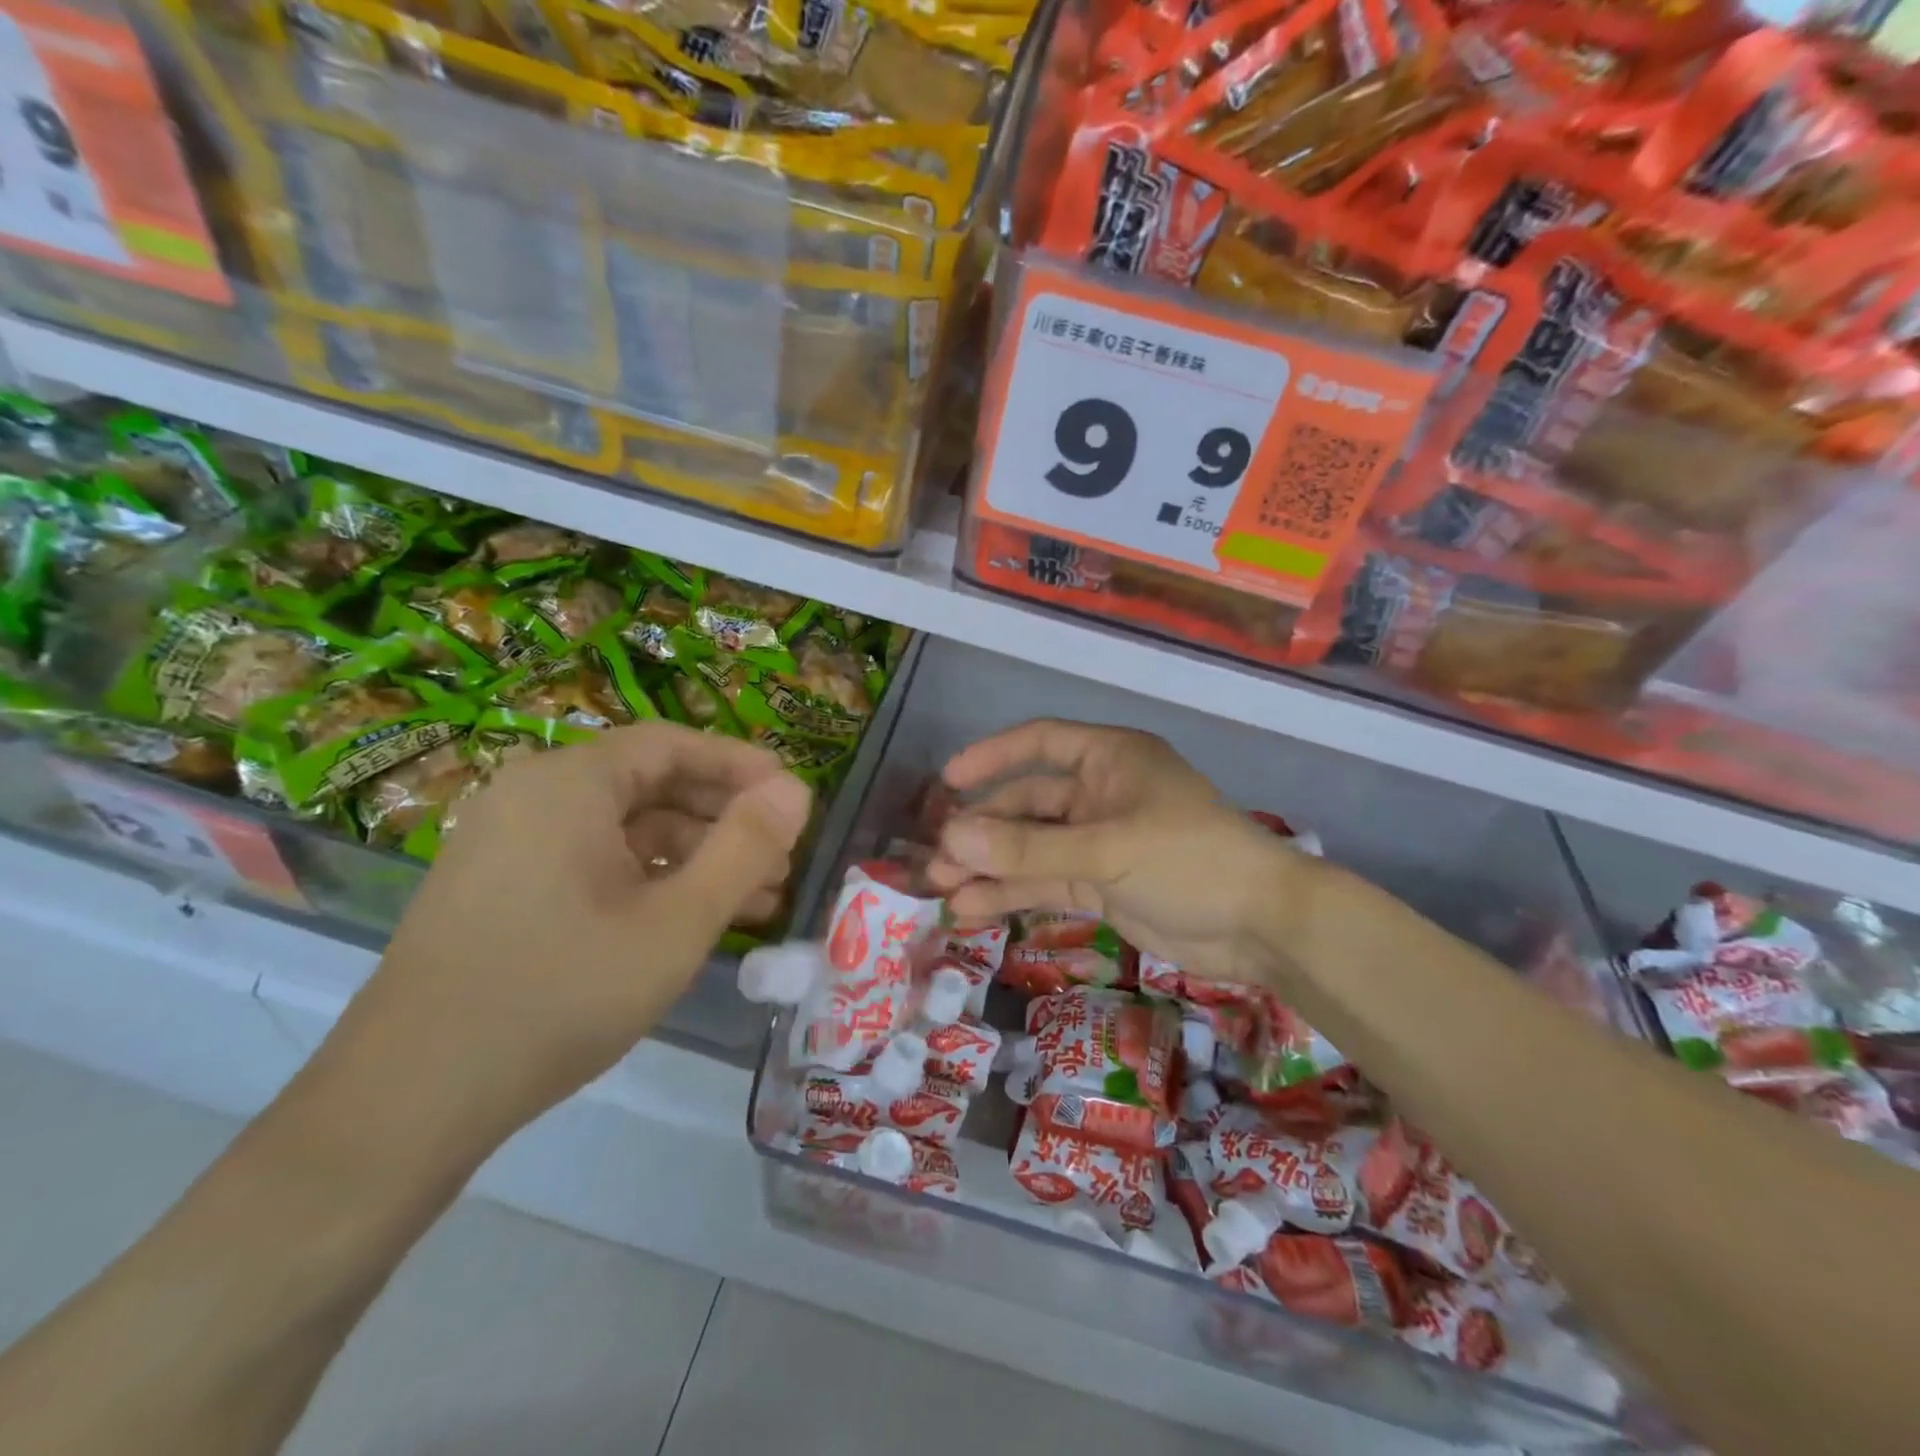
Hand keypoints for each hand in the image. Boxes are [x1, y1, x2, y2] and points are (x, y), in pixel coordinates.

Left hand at [328, 723, 811, 1147]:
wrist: (406, 1104)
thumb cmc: (559, 995)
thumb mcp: (676, 923)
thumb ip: (746, 848)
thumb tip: (798, 789)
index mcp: (568, 783)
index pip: (672, 745)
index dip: (740, 765)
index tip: (794, 797)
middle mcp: (532, 796)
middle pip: (650, 784)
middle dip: (725, 819)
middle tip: (783, 858)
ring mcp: (510, 844)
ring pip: (625, 829)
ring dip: (694, 856)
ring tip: (757, 900)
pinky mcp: (501, 888)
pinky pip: (593, 862)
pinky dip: (650, 880)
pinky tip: (692, 920)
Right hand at [926, 720, 1318, 984]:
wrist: (1261, 927)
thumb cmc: (1189, 860)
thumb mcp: (1107, 849)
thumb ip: (1029, 847)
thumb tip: (951, 836)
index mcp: (1110, 760)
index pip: (1040, 743)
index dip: (992, 757)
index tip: (948, 781)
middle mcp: (1101, 794)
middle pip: (1028, 803)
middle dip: (983, 828)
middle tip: (936, 856)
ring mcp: (1100, 843)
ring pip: (1032, 847)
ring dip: (990, 865)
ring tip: (942, 886)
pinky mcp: (1103, 885)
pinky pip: (1047, 882)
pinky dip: (1013, 893)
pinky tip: (972, 909)